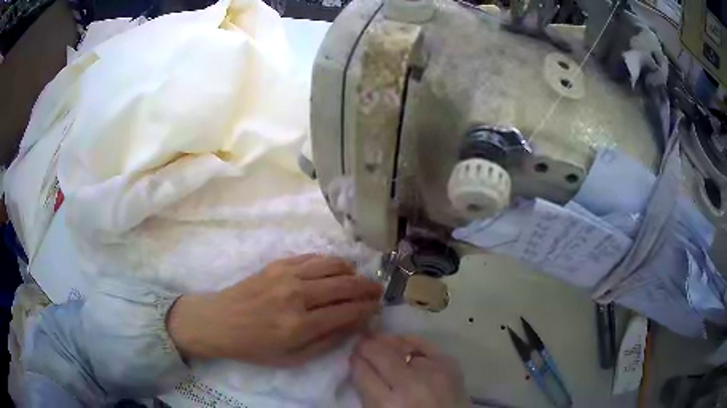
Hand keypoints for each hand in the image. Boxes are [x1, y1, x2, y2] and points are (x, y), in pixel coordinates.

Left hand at [167, 254, 382, 365]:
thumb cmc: (256, 346)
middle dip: (367, 287)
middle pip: (345, 284)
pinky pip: (313, 257)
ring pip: (332, 264)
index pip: (347, 311)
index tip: (377, 307)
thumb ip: (327, 341)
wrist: (220, 321)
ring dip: (351, 271)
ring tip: (358, 278)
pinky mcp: (278, 263)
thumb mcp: (293, 358)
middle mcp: (297, 295)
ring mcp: (286, 275)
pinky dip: (330, 262)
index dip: (367, 307)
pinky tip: (335, 269)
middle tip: (377, 290)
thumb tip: (355, 324)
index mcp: (300, 325)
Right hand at [351, 335, 467, 407]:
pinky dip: (413, 341)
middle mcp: (409, 385)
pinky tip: (403, 340)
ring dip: (387, 341)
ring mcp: (432, 373)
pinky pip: (426, 345)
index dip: (355, 362)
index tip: (352, 357)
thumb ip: (369, 394)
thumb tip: (360, 365)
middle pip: (380, 356)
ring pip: (403, 346)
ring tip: (378, 339)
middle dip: (366, 347)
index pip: (363, 373)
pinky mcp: (450, 366)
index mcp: (387, 405)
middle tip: (361, 343)